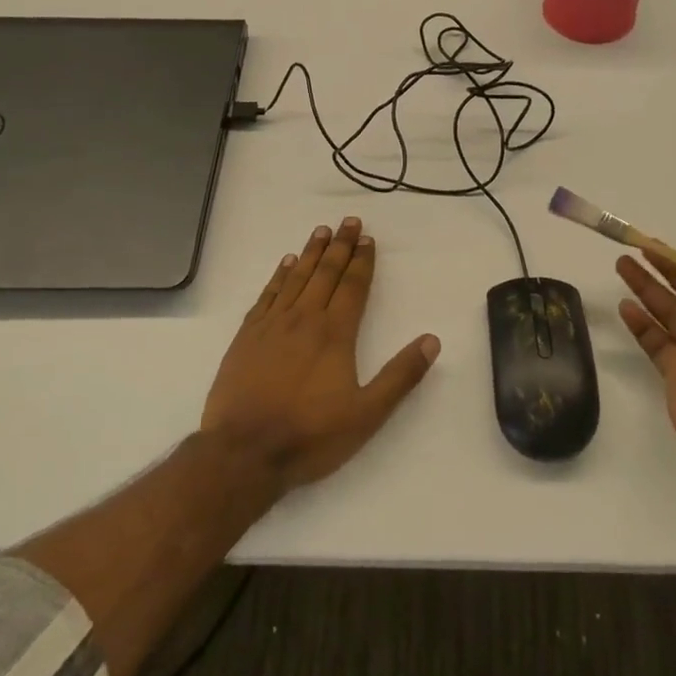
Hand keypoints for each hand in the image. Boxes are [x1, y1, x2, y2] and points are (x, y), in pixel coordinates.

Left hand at [201, 217, 439, 490]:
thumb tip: (432, 340)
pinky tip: (285, 265)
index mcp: (335, 334)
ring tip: (321, 231)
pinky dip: (279, 276)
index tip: (368, 239)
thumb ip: (400, 376)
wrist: (243, 453)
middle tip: (348, 222)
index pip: (352, 287)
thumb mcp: (367, 414)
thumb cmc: (309, 435)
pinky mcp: (246, 337)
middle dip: (340, 246)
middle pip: (325, 273)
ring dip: (310, 253)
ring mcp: (272, 326)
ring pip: (296, 278)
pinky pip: (267, 295)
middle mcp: (304, 319)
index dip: (362, 262)